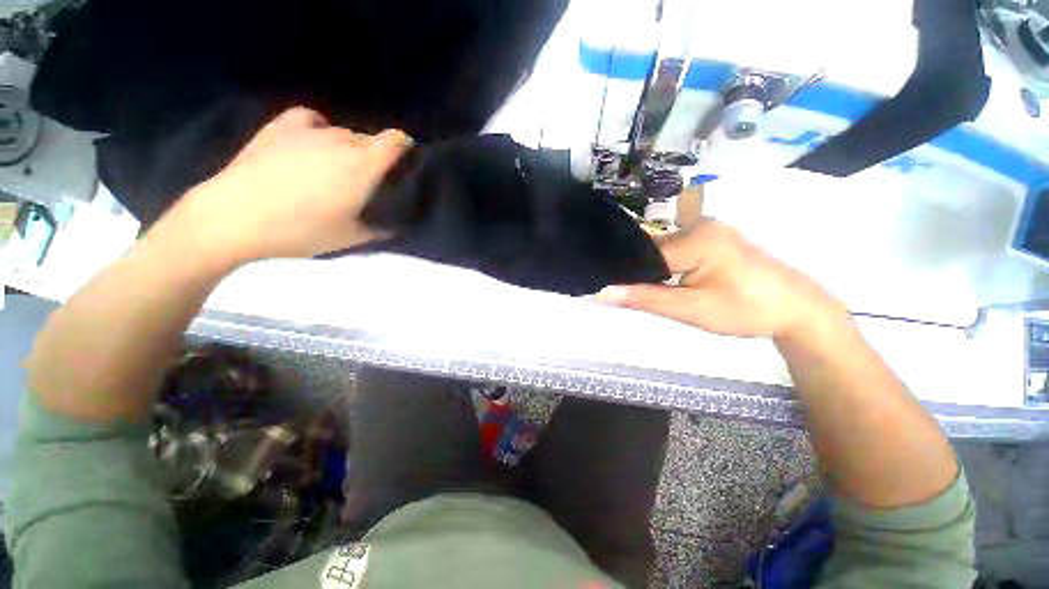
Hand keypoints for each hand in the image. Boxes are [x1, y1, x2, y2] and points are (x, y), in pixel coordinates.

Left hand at [147, 107, 412, 266]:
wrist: (234, 217)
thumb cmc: (301, 230)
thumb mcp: (352, 238)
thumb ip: (380, 228)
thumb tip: (396, 225)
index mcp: (364, 164)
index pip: (398, 141)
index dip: (406, 150)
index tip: (405, 167)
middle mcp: (342, 140)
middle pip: (370, 139)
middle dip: (376, 156)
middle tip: (369, 181)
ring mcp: (310, 130)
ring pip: (343, 133)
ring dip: (348, 149)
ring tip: (336, 170)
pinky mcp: (281, 127)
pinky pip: (312, 120)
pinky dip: (319, 130)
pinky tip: (313, 144)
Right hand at [597, 218, 847, 339]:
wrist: (797, 309)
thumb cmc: (746, 310)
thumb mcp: (690, 309)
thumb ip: (644, 298)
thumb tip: (602, 293)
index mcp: (695, 238)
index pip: (642, 252)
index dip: (623, 271)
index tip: (607, 288)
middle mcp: (699, 225)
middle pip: (650, 248)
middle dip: (637, 271)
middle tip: (625, 295)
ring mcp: (707, 229)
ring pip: (661, 249)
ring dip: (650, 270)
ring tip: (642, 290)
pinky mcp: (712, 238)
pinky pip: (676, 249)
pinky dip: (665, 266)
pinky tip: (664, 281)